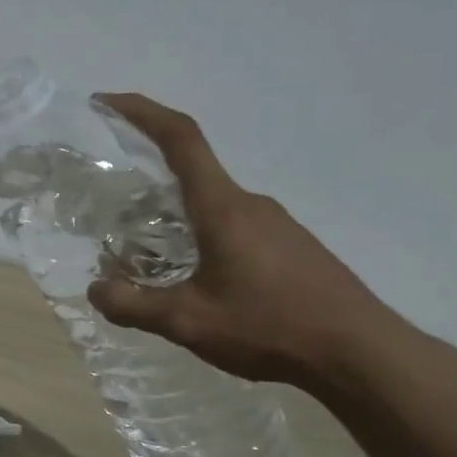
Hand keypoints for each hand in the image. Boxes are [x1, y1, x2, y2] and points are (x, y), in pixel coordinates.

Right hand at [86, 94, 402, 387]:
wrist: (361, 354)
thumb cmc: (270, 327)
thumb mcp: (188, 322)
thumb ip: (133, 305)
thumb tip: (96, 289)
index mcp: (222, 207)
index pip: (180, 139)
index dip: (141, 112)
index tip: (106, 102)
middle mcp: (250, 204)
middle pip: (192, 175)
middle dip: (148, 184)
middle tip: (116, 216)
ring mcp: (276, 224)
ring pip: (213, 207)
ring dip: (176, 220)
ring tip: (151, 262)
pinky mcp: (291, 247)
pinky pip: (235, 228)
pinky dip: (203, 239)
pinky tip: (199, 282)